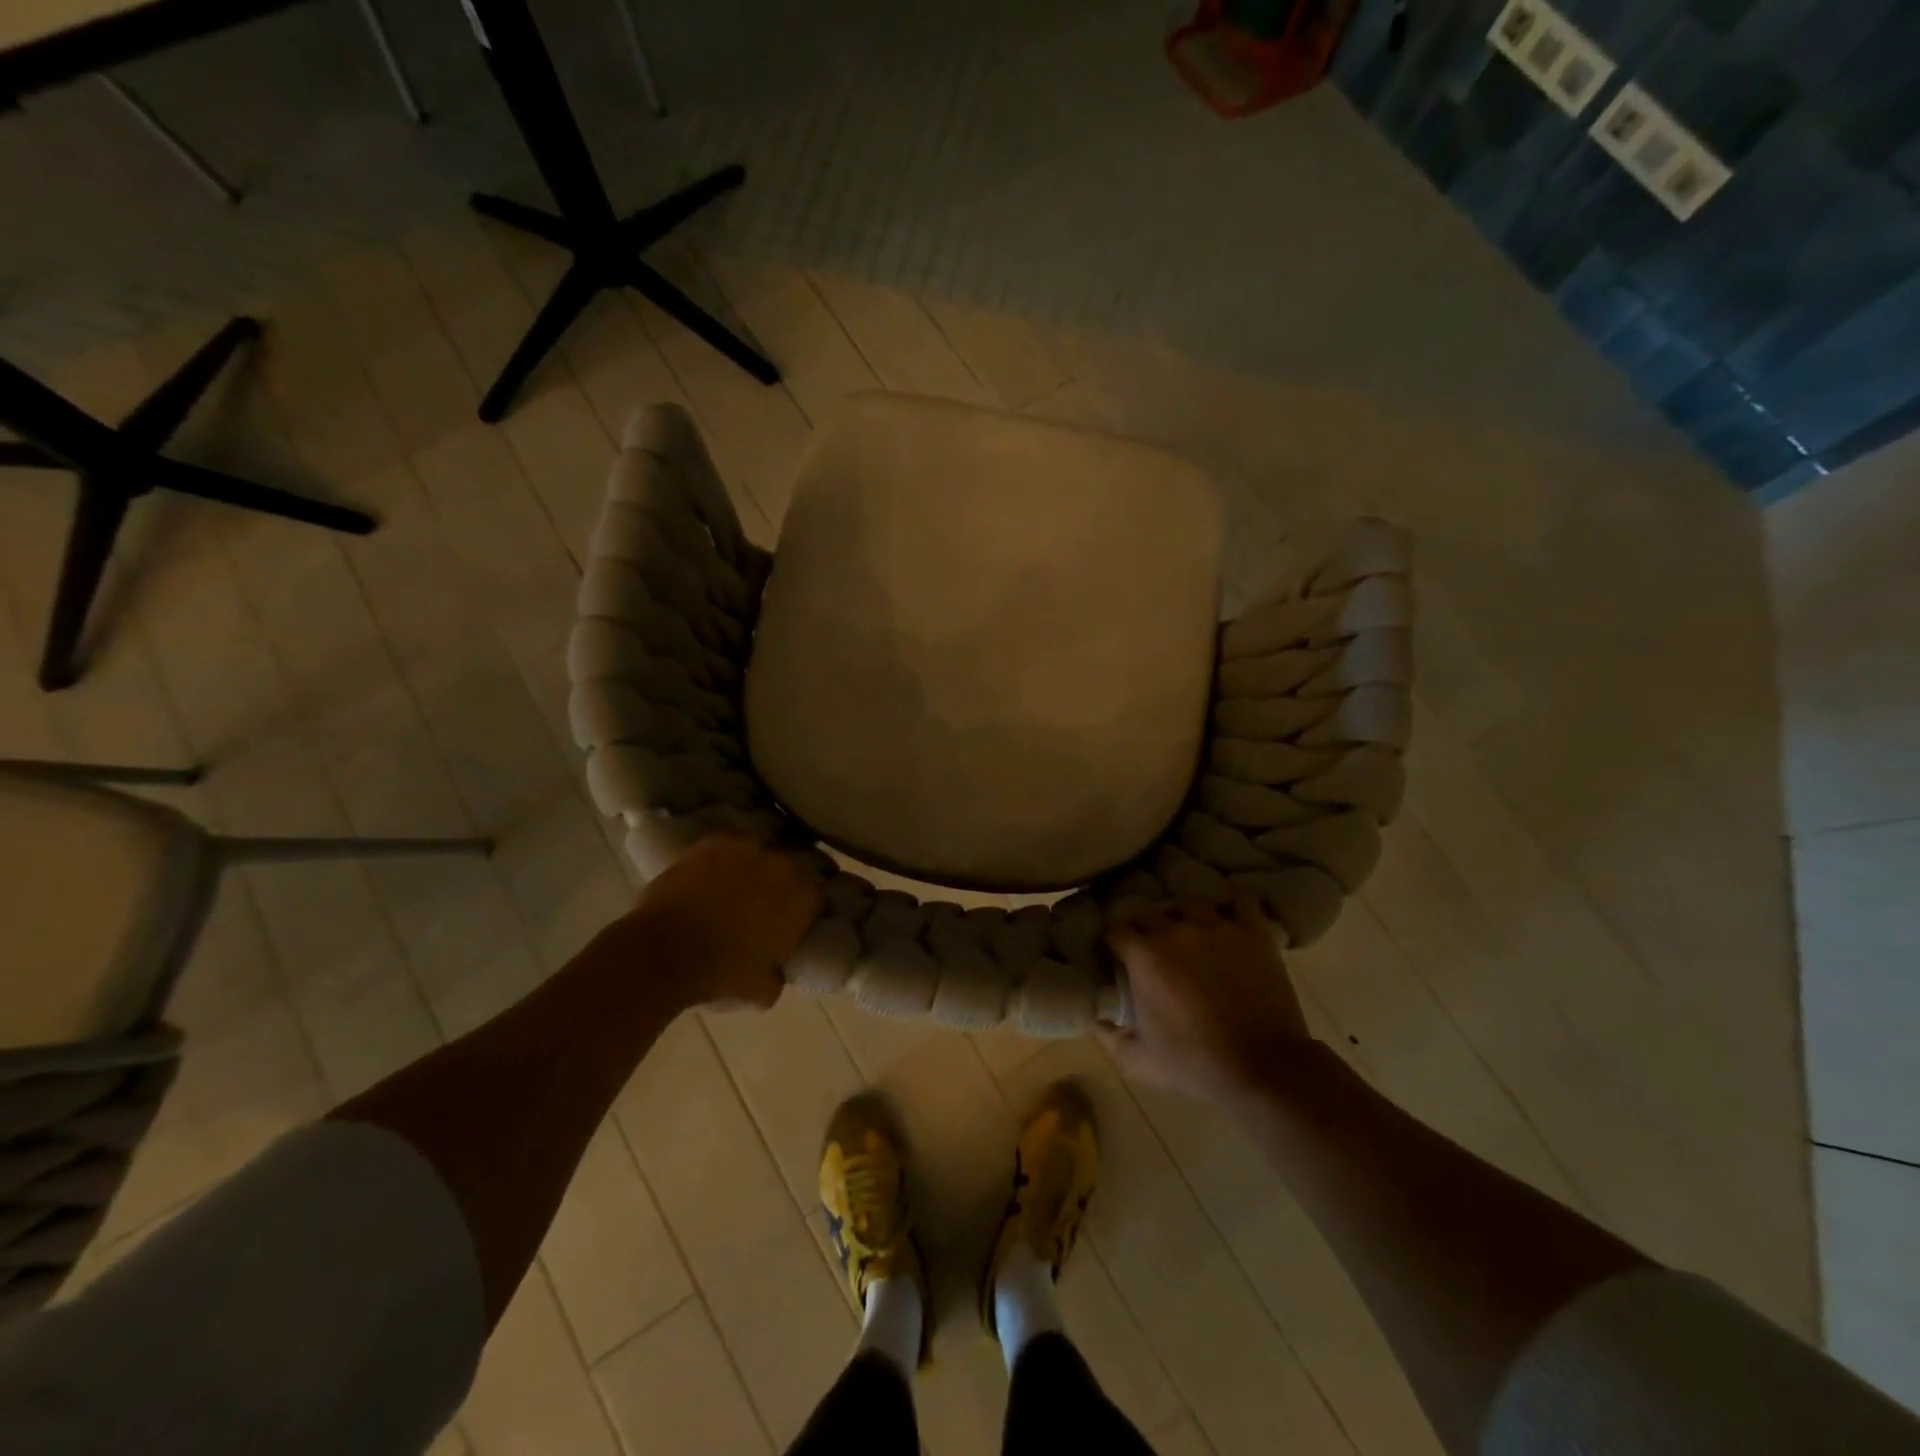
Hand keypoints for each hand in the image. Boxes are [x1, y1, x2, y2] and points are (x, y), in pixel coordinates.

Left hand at [613, 834, 824, 1010]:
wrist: (663, 954)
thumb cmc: (721, 976)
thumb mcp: (765, 990)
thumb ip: (780, 971)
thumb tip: (776, 967)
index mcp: (804, 897)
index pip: (819, 896)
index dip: (808, 909)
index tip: (796, 922)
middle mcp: (783, 863)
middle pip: (793, 867)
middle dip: (784, 882)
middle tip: (767, 903)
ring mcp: (748, 847)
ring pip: (761, 852)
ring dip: (755, 866)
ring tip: (737, 887)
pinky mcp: (714, 841)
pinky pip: (728, 847)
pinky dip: (724, 859)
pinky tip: (711, 876)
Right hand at [1102, 893, 1314, 1101]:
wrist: (1261, 1068)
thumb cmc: (1194, 1064)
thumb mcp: (1139, 1059)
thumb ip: (1108, 1035)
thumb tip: (1095, 1017)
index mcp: (1144, 955)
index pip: (1114, 929)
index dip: (1110, 940)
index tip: (1112, 952)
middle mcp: (1176, 930)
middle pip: (1147, 912)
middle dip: (1142, 926)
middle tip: (1147, 946)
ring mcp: (1217, 926)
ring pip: (1189, 904)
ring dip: (1181, 916)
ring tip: (1185, 931)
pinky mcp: (1252, 932)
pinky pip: (1239, 902)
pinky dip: (1229, 904)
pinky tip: (1225, 915)